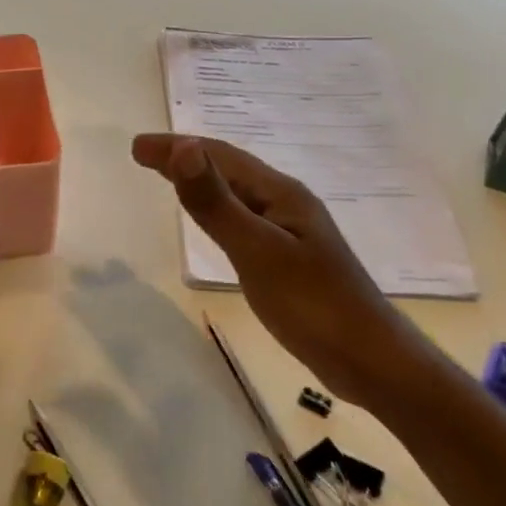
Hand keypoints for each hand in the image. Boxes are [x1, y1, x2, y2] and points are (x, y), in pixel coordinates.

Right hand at [131, 134, 407, 403]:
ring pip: (237, 194)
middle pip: (229, 170)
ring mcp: (291, 231)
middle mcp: (287, 203)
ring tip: (170, 176)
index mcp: (281, 193)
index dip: (177, 147)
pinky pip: (244, 219)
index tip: (136, 147)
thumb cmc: (312, 304)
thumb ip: (216, 203)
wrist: (369, 359)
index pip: (220, 156)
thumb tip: (182, 147)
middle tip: (142, 155)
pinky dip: (218, 210)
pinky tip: (215, 222)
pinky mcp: (290, 258)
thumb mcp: (256, 251)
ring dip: (201, 181)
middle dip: (186, 157)